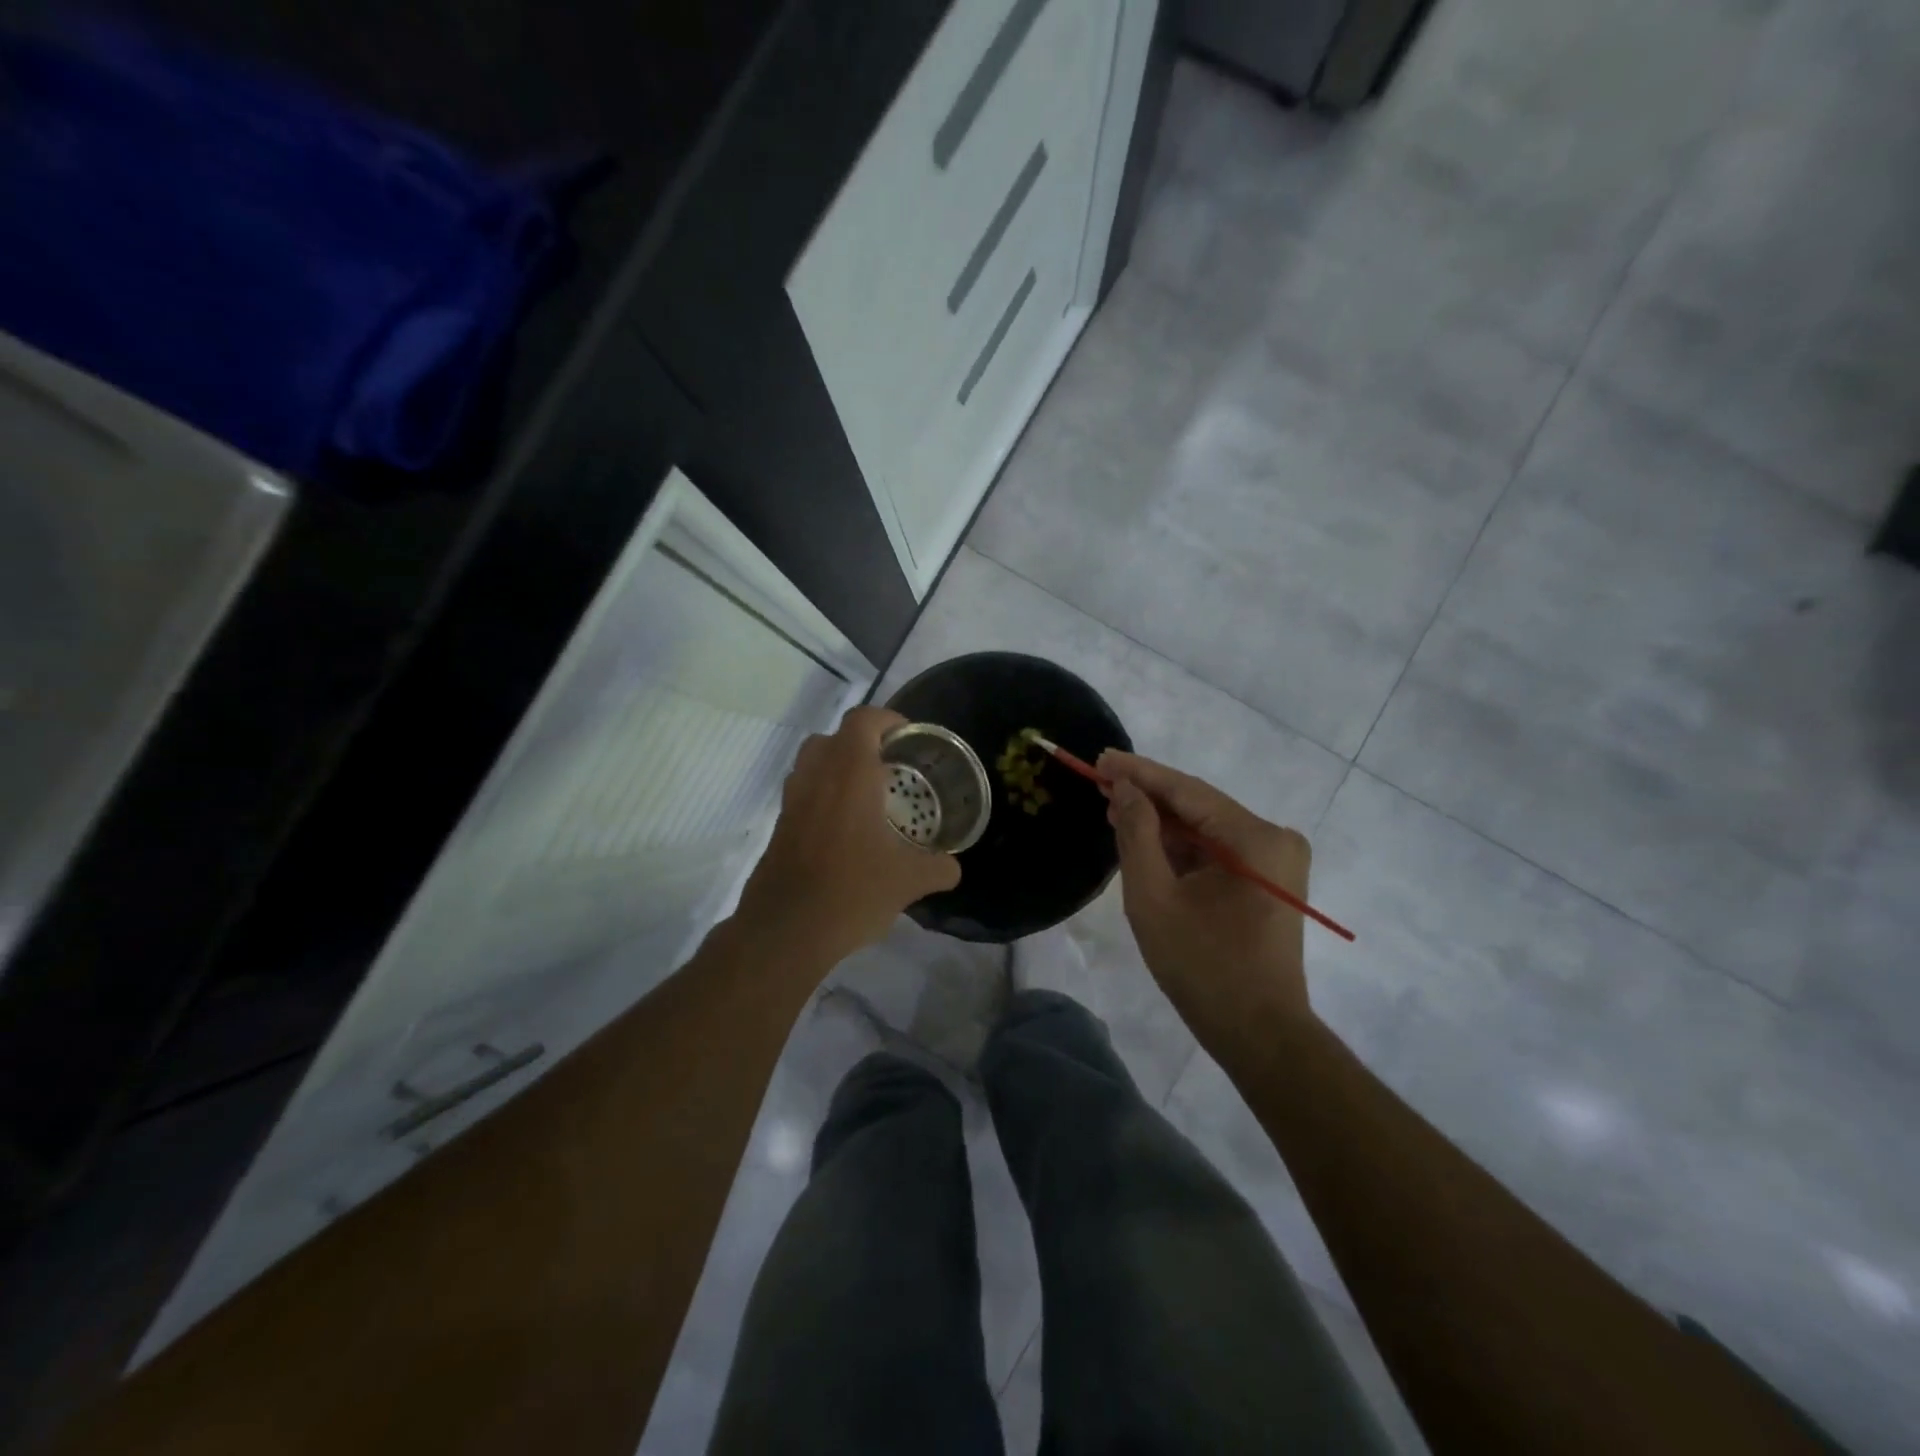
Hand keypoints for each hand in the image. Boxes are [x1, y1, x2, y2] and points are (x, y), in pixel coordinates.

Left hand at [736, 706, 960, 970]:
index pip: (863, 720)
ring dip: (837, 767)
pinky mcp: (779, 826)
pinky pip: (802, 793)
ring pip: (812, 763)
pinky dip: (822, 796)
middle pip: (834, 737)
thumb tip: (954, 867)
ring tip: (866, 795)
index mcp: (849, 774)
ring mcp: (792, 801)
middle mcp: (816, 776)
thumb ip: (937, 867)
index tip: (909, 739)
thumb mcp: (908, 882)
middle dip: (862, 743)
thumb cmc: (852, 891)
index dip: (888, 720)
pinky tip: (845, 829)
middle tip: (889, 767)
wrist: (786, 931)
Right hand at [1101, 751, 1314, 1048]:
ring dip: (1161, 823)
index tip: (1100, 758)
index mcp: (1256, 838)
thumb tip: (1123, 788)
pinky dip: (1180, 847)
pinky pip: (1217, 851)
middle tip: (1099, 782)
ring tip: (1112, 810)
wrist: (1259, 1034)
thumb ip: (1137, 834)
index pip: (1187, 791)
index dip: (1139, 773)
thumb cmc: (1203, 967)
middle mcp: (1274, 839)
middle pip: (1198, 806)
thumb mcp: (1154, 897)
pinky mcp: (1268, 881)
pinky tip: (1144, 840)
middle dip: (1147, 797)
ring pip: (1206, 829)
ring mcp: (1275, 861)